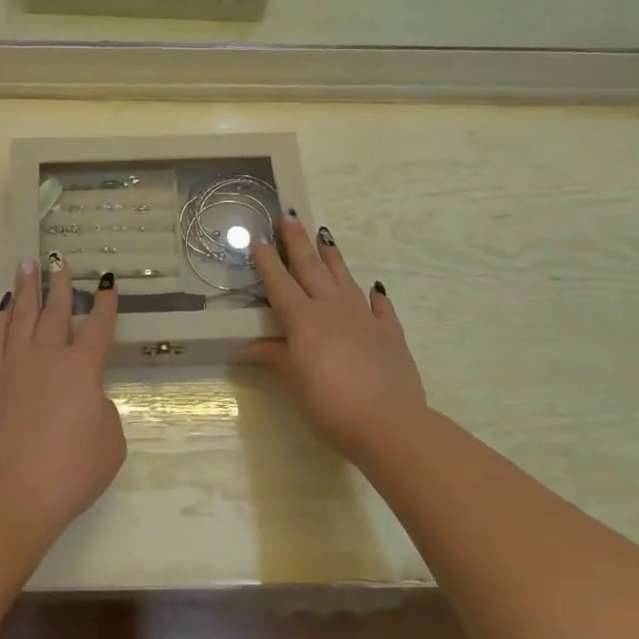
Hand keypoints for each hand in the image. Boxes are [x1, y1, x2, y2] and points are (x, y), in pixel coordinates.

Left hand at [0, 258, 125, 545]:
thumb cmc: (72, 471)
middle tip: (60, 262)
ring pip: (21, 316)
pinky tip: (3, 307)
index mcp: (83, 368)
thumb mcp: (111, 441)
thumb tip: (85, 397)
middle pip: (56, 311)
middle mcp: (48, 356)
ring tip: (27, 266)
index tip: (106, 281)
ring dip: (27, 290)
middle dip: (61, 285)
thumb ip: (102, 409)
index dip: (106, 303)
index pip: (99, 326)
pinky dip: (0, 319)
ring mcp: (14, 365)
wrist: (14, 492)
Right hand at [242, 217, 427, 472]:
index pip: (280, 283)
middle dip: (297, 242)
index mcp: (303, 319)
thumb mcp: (293, 381)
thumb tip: (248, 346)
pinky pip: (380, 307)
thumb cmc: (329, 403)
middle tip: (289, 216)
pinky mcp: (390, 334)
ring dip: (332, 257)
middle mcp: (332, 309)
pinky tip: (373, 287)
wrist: (388, 422)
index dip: (267, 262)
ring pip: (344, 279)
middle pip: (311, 269)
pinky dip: (374, 296)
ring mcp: (364, 318)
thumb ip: (274, 356)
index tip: (257, 239)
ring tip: (324, 236)